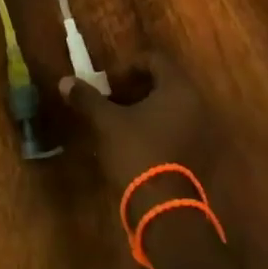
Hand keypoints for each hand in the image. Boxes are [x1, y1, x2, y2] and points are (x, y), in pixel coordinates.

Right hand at [57, 55, 224, 197]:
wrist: (165, 208)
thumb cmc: (137, 152)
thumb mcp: (106, 122)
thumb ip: (87, 98)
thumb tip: (65, 81)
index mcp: (178, 89)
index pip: (155, 60)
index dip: (129, 66)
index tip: (109, 82)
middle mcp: (197, 105)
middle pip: (165, 83)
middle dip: (136, 88)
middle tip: (112, 100)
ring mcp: (202, 132)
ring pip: (171, 108)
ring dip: (146, 109)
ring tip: (120, 123)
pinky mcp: (200, 155)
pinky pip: (178, 129)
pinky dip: (158, 128)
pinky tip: (136, 143)